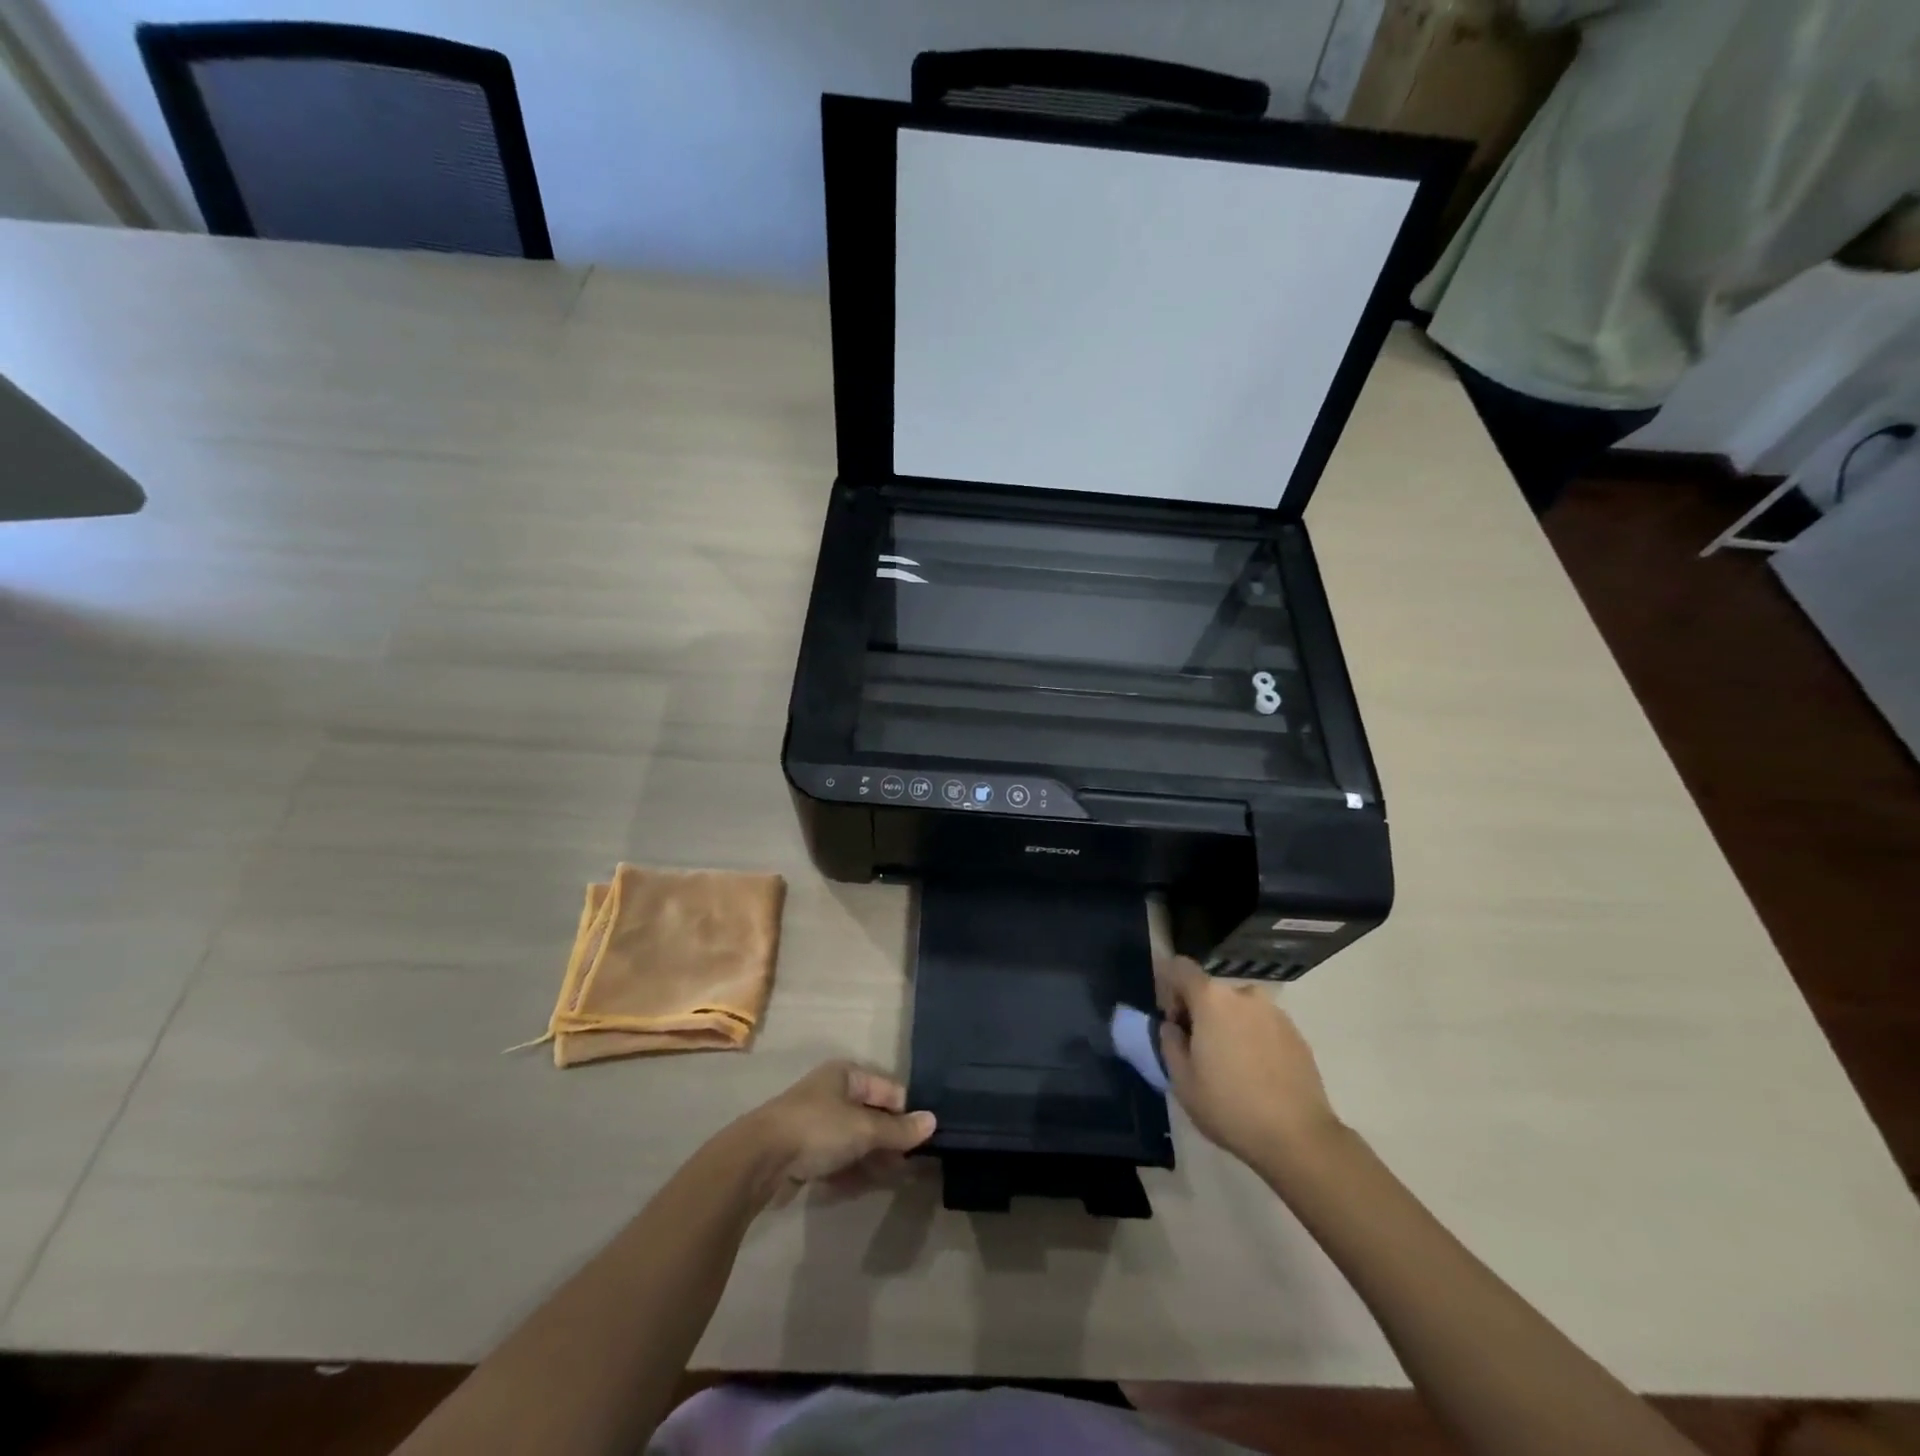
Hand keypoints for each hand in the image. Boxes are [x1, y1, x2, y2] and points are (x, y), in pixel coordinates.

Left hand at [740, 1061, 935, 1203]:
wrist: (759, 1159)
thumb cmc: (817, 1129)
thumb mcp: (864, 1129)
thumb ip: (899, 1130)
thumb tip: (933, 1121)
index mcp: (846, 1075)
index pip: (888, 1090)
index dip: (905, 1113)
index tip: (921, 1141)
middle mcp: (831, 1094)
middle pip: (871, 1116)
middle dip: (889, 1140)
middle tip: (909, 1165)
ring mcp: (815, 1124)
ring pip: (854, 1141)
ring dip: (872, 1159)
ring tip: (891, 1179)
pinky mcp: (802, 1152)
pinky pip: (836, 1160)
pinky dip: (851, 1171)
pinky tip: (863, 1187)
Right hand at [1154, 956, 1341, 1170]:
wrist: (1299, 1138)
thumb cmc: (1230, 1107)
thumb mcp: (1182, 1081)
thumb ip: (1169, 1043)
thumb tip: (1173, 1027)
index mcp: (1212, 999)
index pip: (1180, 968)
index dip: (1169, 987)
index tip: (1172, 1020)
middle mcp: (1245, 994)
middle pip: (1211, 991)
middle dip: (1200, 1012)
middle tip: (1199, 1051)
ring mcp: (1275, 1013)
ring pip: (1239, 1009)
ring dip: (1229, 1026)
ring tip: (1231, 1066)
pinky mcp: (1297, 1034)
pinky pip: (1263, 1025)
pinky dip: (1253, 1039)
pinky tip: (1257, 1075)